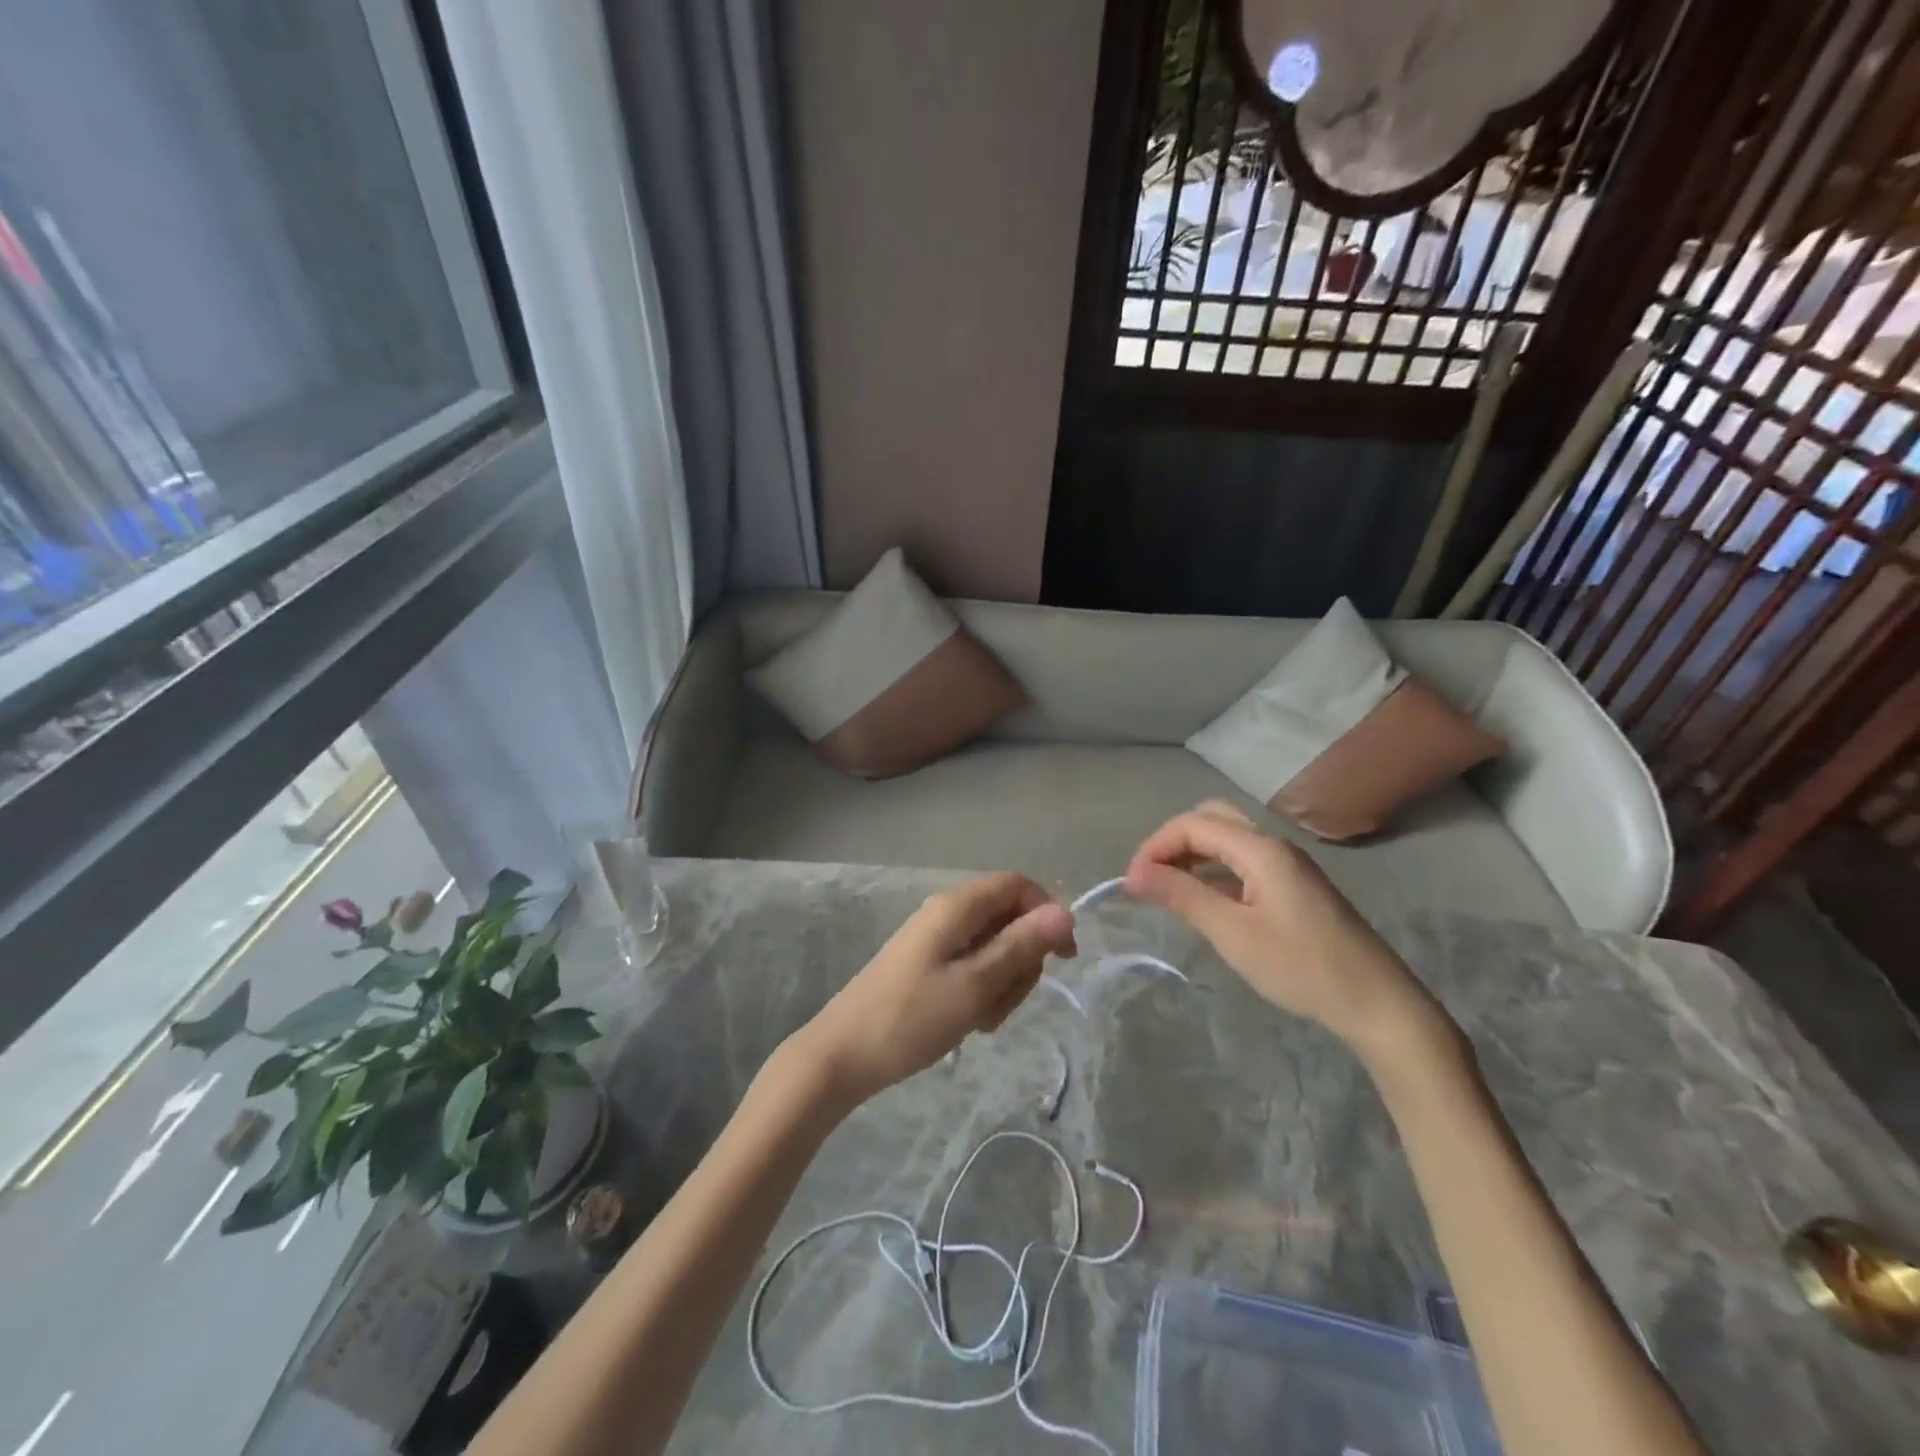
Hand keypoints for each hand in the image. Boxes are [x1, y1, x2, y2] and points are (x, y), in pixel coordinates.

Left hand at [795, 873, 1076, 1105]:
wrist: (843, 1055)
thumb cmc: (910, 1019)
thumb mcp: (975, 985)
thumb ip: (1020, 946)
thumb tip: (1064, 912)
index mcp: (956, 906)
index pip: (1018, 885)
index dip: (1047, 914)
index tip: (1063, 959)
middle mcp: (947, 913)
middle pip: (1009, 918)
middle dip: (1022, 960)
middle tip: (1005, 1002)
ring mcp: (936, 939)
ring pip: (995, 947)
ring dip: (1003, 983)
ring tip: (982, 1019)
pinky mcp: (929, 964)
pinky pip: (973, 966)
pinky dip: (983, 991)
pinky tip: (971, 1022)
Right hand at [1125, 802, 1456, 1060]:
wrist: (1377, 1003)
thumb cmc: (1302, 967)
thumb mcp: (1233, 933)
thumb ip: (1183, 896)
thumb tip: (1134, 874)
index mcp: (1260, 849)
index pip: (1193, 824)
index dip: (1155, 846)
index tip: (1131, 883)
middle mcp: (1273, 845)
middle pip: (1211, 819)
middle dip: (1173, 841)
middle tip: (1149, 878)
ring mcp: (1287, 864)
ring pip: (1227, 838)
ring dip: (1192, 854)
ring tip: (1167, 889)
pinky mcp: (1293, 885)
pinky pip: (1242, 860)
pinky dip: (1213, 869)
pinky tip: (1203, 900)